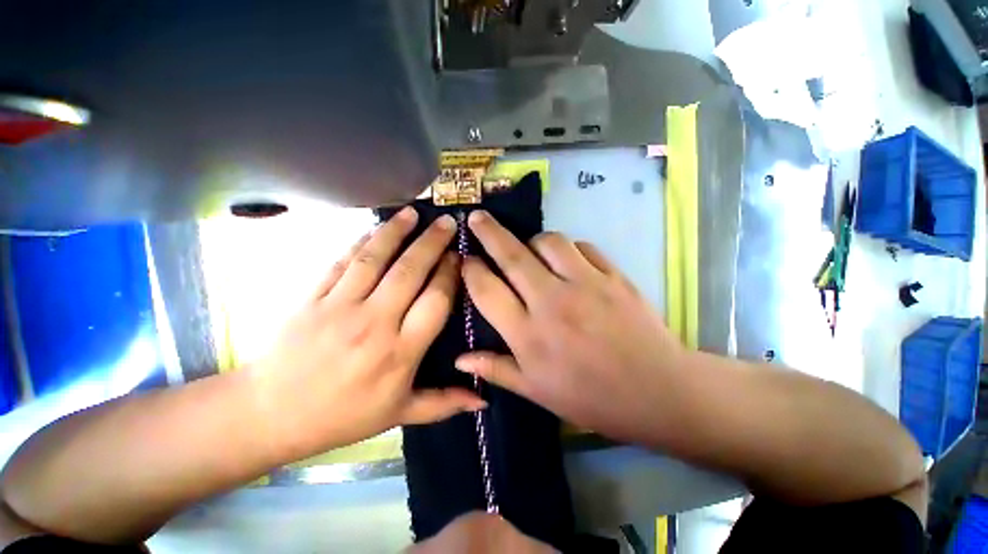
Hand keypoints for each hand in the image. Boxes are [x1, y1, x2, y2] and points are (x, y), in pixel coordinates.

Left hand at [251, 207, 485, 456]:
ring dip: (396, 232)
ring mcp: (339, 307)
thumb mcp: (399, 414)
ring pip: (374, 259)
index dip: (450, 274)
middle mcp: (374, 324)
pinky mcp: (311, 297)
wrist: (271, 414)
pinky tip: (375, 227)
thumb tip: (484, 400)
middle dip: (432, 243)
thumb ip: (444, 403)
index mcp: (400, 352)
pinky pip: (341, 262)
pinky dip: (361, 242)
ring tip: (414, 212)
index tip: (460, 256)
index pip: (435, 301)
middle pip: (409, 272)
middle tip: (448, 222)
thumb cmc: (343, 415)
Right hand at [456, 210, 686, 444]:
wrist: (657, 392)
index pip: (487, 290)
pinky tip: (568, 259)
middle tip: (477, 217)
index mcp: (528, 334)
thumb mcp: (536, 391)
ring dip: (532, 240)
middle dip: (489, 232)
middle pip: (512, 255)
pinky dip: (569, 248)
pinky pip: (583, 247)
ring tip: (530, 249)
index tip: (465, 258)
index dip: (471, 270)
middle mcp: (552, 302)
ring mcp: (585, 284)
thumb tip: (460, 360)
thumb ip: (496, 369)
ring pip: (549, 242)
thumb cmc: (590, 397)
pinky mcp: (614, 276)